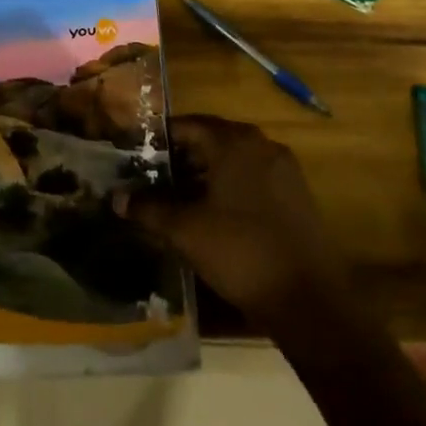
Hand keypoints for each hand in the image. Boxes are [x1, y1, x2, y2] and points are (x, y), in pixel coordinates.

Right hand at [117, 115, 344, 323]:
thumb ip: (149, 209)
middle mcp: (261, 145)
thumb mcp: (186, 230)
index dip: (160, 139)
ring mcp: (283, 169)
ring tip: (179, 197)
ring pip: (234, 160)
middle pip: (212, 140)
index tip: (137, 155)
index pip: (188, 126)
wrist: (310, 299)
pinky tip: (214, 214)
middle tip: (154, 178)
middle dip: (182, 157)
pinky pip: (254, 178)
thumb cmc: (241, 252)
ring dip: (206, 173)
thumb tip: (116, 198)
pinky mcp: (297, 195)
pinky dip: (231, 187)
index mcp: (234, 142)